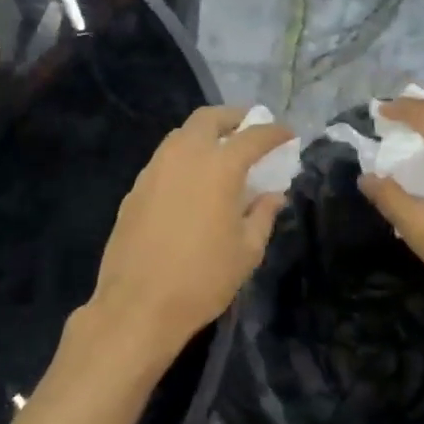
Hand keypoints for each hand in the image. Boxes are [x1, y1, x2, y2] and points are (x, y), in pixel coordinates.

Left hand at [83, 105, 294, 366]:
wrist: (138, 305)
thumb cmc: (203, 279)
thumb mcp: (247, 251)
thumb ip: (263, 215)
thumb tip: (272, 195)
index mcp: (219, 167)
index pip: (253, 136)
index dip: (274, 132)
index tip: (288, 135)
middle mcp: (185, 156)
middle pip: (209, 118)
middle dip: (233, 118)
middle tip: (249, 130)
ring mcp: (154, 169)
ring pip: (182, 134)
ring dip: (205, 134)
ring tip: (221, 153)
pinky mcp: (135, 188)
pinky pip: (164, 158)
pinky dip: (184, 157)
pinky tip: (191, 182)